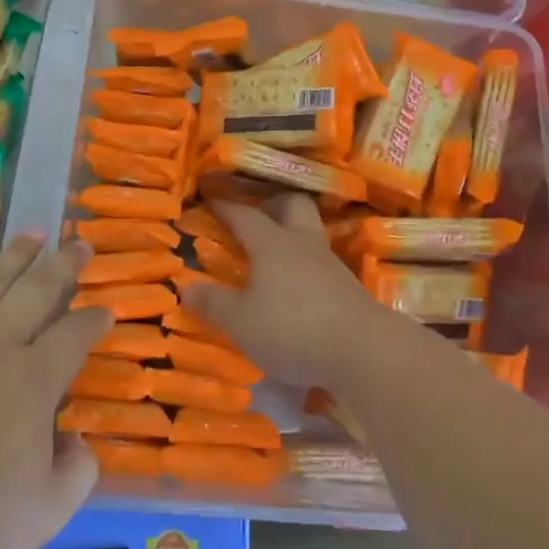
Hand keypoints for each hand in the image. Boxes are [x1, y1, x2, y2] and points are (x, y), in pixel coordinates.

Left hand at [0, 233, 109, 548]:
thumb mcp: (53, 508)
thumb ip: (81, 468)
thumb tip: (76, 440)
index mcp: (34, 381)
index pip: (76, 332)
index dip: (96, 319)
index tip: (107, 314)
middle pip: (38, 290)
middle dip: (65, 264)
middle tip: (80, 244)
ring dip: (12, 256)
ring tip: (32, 232)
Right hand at [184, 194, 402, 388]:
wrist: (363, 350)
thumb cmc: (292, 328)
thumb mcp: (240, 322)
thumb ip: (212, 303)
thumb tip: (185, 286)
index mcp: (272, 244)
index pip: (245, 215)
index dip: (226, 207)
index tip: (211, 199)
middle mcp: (303, 244)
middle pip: (292, 206)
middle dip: (273, 205)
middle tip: (256, 217)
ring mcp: (330, 264)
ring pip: (310, 234)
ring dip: (292, 237)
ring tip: (274, 256)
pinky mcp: (349, 288)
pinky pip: (321, 264)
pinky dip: (306, 268)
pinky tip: (297, 288)